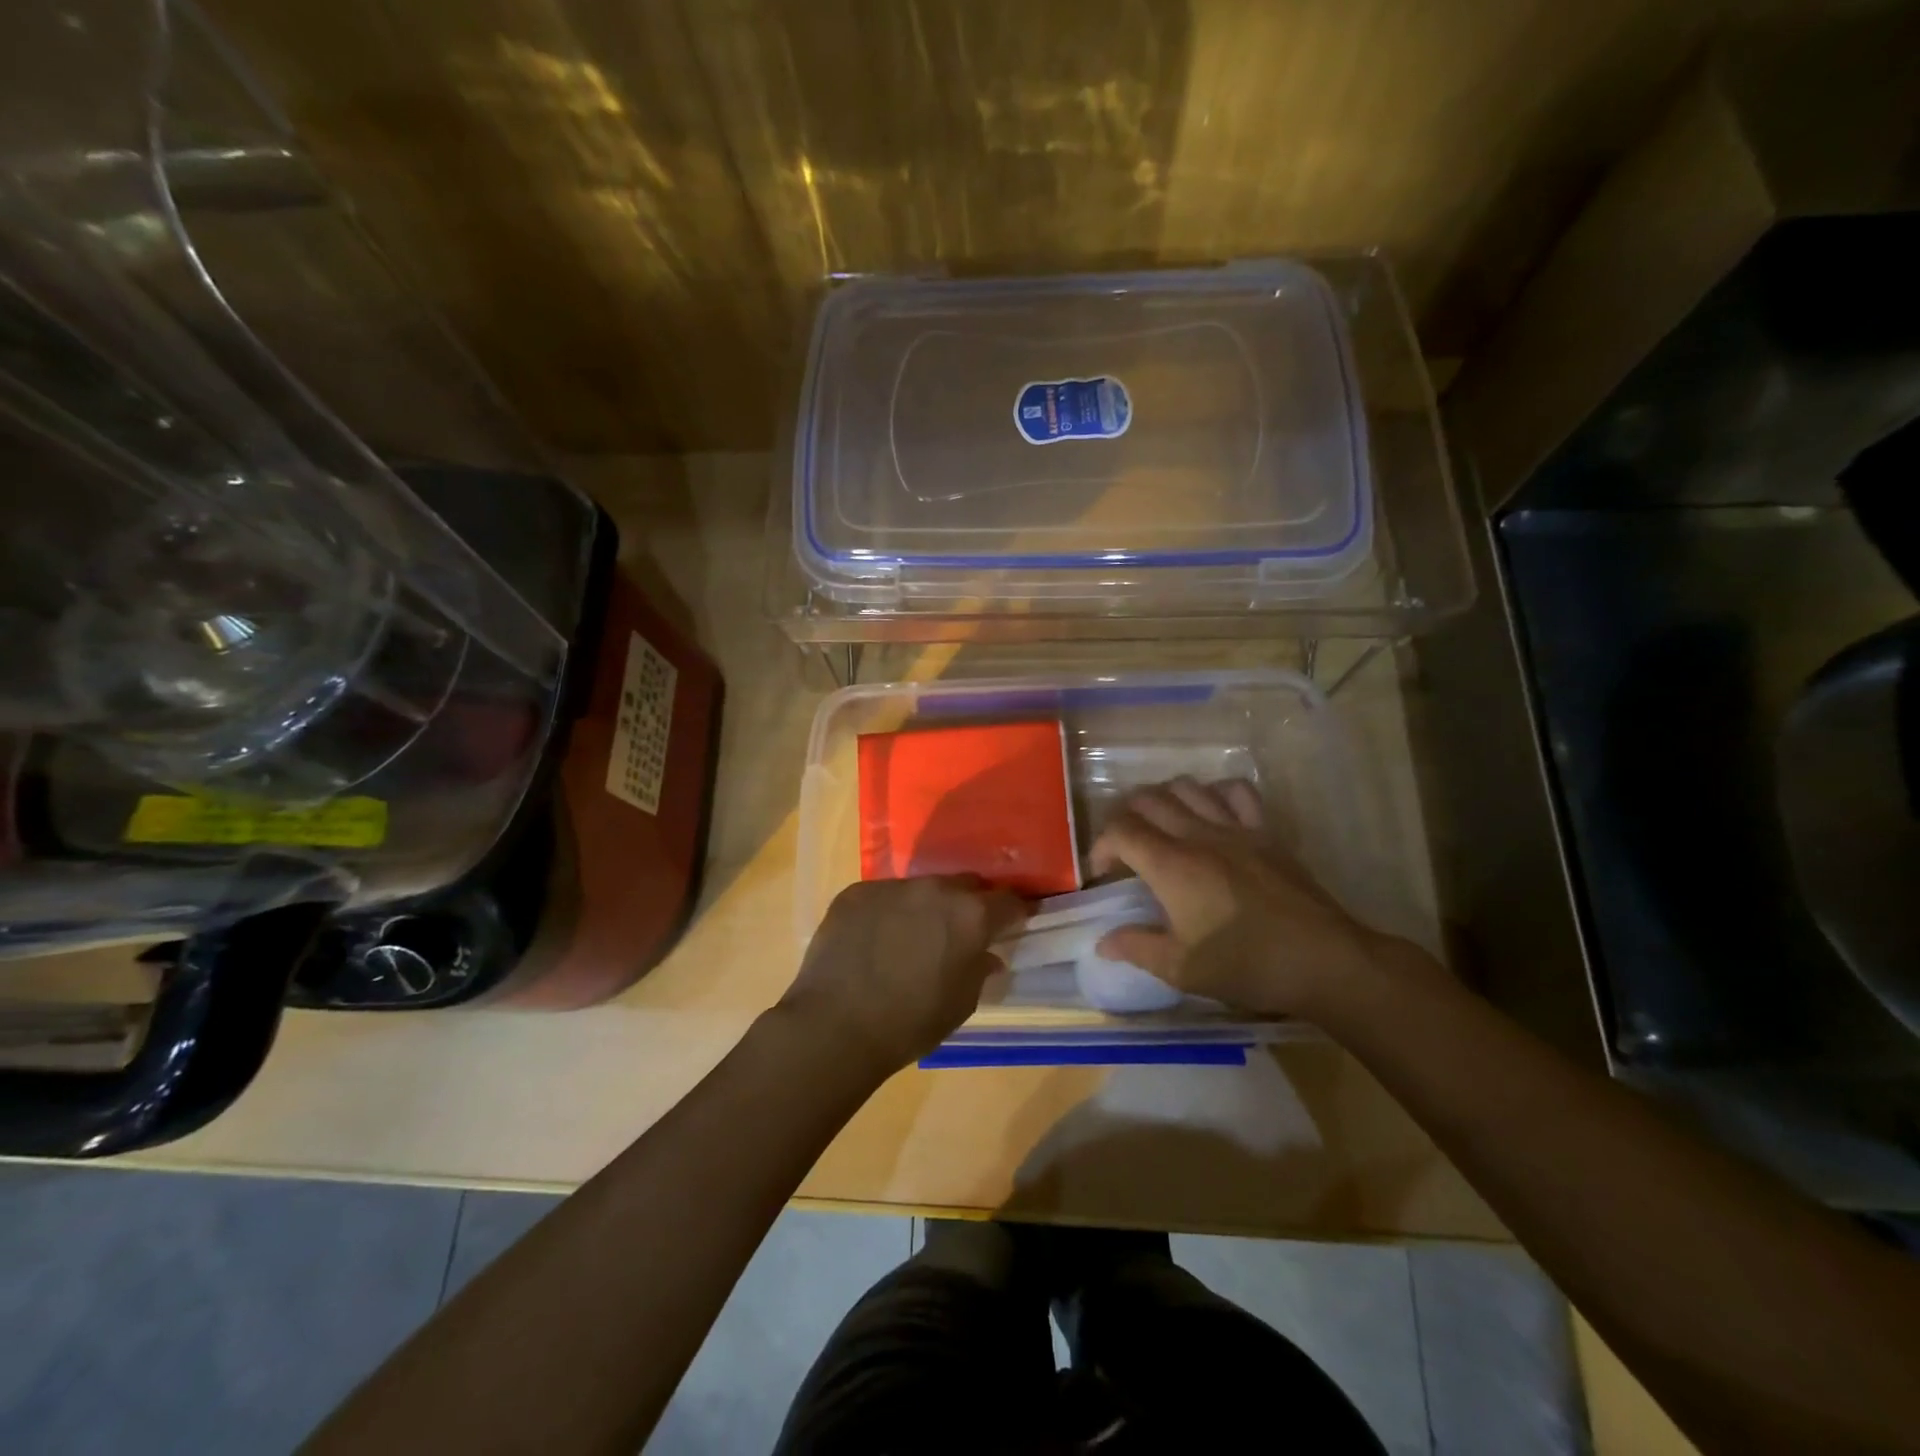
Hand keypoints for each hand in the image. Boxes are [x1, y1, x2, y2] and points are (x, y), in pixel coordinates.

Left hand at [779, 877, 1028, 1075]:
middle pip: (964, 885)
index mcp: (970, 915)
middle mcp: (934, 889)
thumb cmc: (910, 1023)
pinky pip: (883, 896)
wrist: (836, 1025)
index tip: (1013, 924)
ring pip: (921, 889)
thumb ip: (979, 970)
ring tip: (912, 937)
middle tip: (961, 931)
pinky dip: (887, 912)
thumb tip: (985, 955)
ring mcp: (892, 886)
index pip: (1008, 901)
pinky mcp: (856, 892)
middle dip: (969, 904)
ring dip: (925, 907)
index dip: (1014, 913)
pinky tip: (874, 940)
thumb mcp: (961, 1004)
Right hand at [1090, 777, 1427, 1020]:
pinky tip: (1209, 812)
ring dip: (1162, 799)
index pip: (1120, 831)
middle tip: (1124, 848)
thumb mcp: (1182, 969)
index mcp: (1172, 865)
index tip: (1101, 873)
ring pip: (1186, 787)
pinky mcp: (1265, 831)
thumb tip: (1102, 941)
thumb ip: (1136, 948)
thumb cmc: (1247, 966)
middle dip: (1124, 818)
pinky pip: (1235, 791)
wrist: (1323, 960)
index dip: (1100, 846)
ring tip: (1160, 826)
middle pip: (1147, 800)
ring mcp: (1235, 827)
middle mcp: (1198, 834)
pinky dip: (1213, 792)